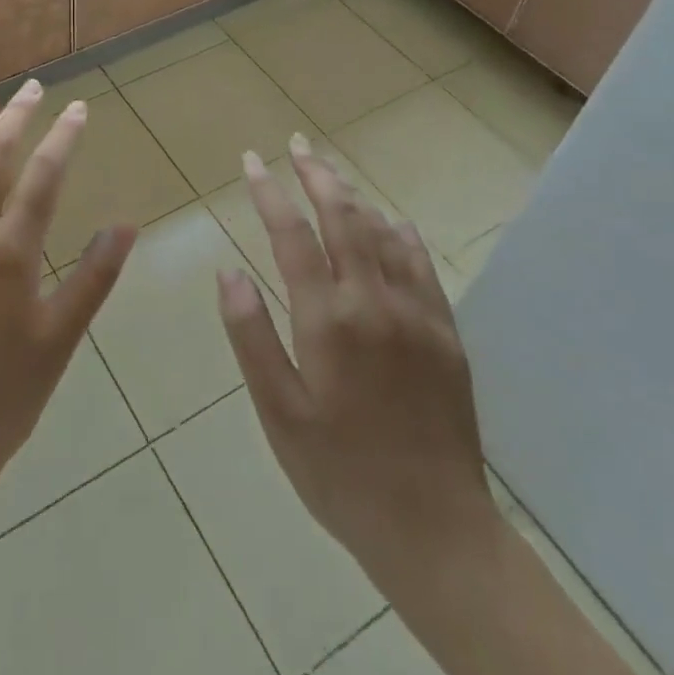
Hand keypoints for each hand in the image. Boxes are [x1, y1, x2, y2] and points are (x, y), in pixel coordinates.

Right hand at [217, 136, 499, 603]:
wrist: (435, 531)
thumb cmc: (338, 472)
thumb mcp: (278, 411)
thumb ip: (251, 335)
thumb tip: (228, 270)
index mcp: (327, 320)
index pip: (293, 236)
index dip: (269, 193)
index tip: (252, 161)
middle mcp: (373, 303)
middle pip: (343, 218)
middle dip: (317, 175)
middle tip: (297, 144)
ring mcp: (416, 315)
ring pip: (382, 233)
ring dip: (353, 197)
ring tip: (331, 172)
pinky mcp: (445, 334)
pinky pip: (421, 266)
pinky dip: (400, 234)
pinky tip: (391, 221)